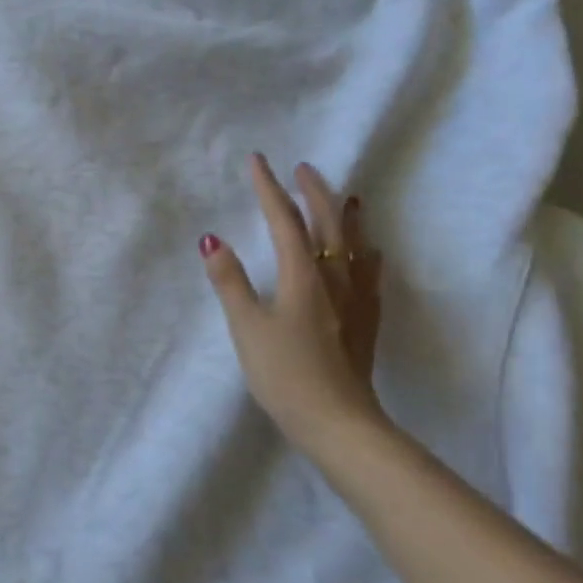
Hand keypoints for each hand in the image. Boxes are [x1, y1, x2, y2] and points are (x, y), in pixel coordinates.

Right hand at [201, 155, 385, 456]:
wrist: (339, 421)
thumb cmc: (285, 374)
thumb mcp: (246, 328)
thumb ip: (230, 282)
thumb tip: (212, 240)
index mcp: (302, 275)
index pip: (284, 220)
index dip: (269, 188)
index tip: (258, 161)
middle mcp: (334, 277)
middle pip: (328, 223)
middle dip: (313, 191)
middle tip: (302, 168)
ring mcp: (356, 298)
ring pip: (355, 243)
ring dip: (345, 214)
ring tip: (344, 195)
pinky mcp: (366, 320)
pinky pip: (370, 271)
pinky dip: (366, 251)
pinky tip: (370, 251)